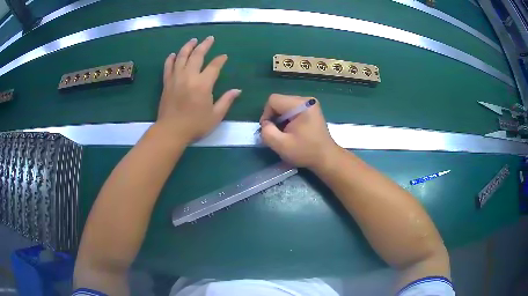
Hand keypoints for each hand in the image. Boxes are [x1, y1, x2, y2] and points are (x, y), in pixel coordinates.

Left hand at [157, 36, 240, 141]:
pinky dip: (171, 59)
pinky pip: (168, 67)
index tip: (224, 56)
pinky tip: (174, 54)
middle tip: (209, 38)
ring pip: (181, 57)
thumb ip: (226, 101)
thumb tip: (237, 90)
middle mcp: (189, 76)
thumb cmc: (195, 125)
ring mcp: (176, 78)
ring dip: (188, 47)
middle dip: (205, 45)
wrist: (171, 131)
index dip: (220, 60)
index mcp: (203, 84)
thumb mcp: (215, 115)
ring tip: (193, 40)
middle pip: (197, 55)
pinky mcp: (167, 83)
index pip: (214, 66)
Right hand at [259, 94, 339, 169]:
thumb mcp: (281, 145)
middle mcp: (307, 100)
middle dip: (274, 117)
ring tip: (285, 132)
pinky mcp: (311, 109)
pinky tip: (292, 130)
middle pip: (280, 101)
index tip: (270, 129)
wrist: (327, 158)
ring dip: (281, 118)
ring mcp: (310, 103)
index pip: (273, 100)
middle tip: (278, 133)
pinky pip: (292, 108)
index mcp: (301, 105)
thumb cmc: (305, 152)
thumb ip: (267, 132)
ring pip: (285, 105)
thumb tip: (265, 124)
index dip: (267, 114)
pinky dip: (288, 118)